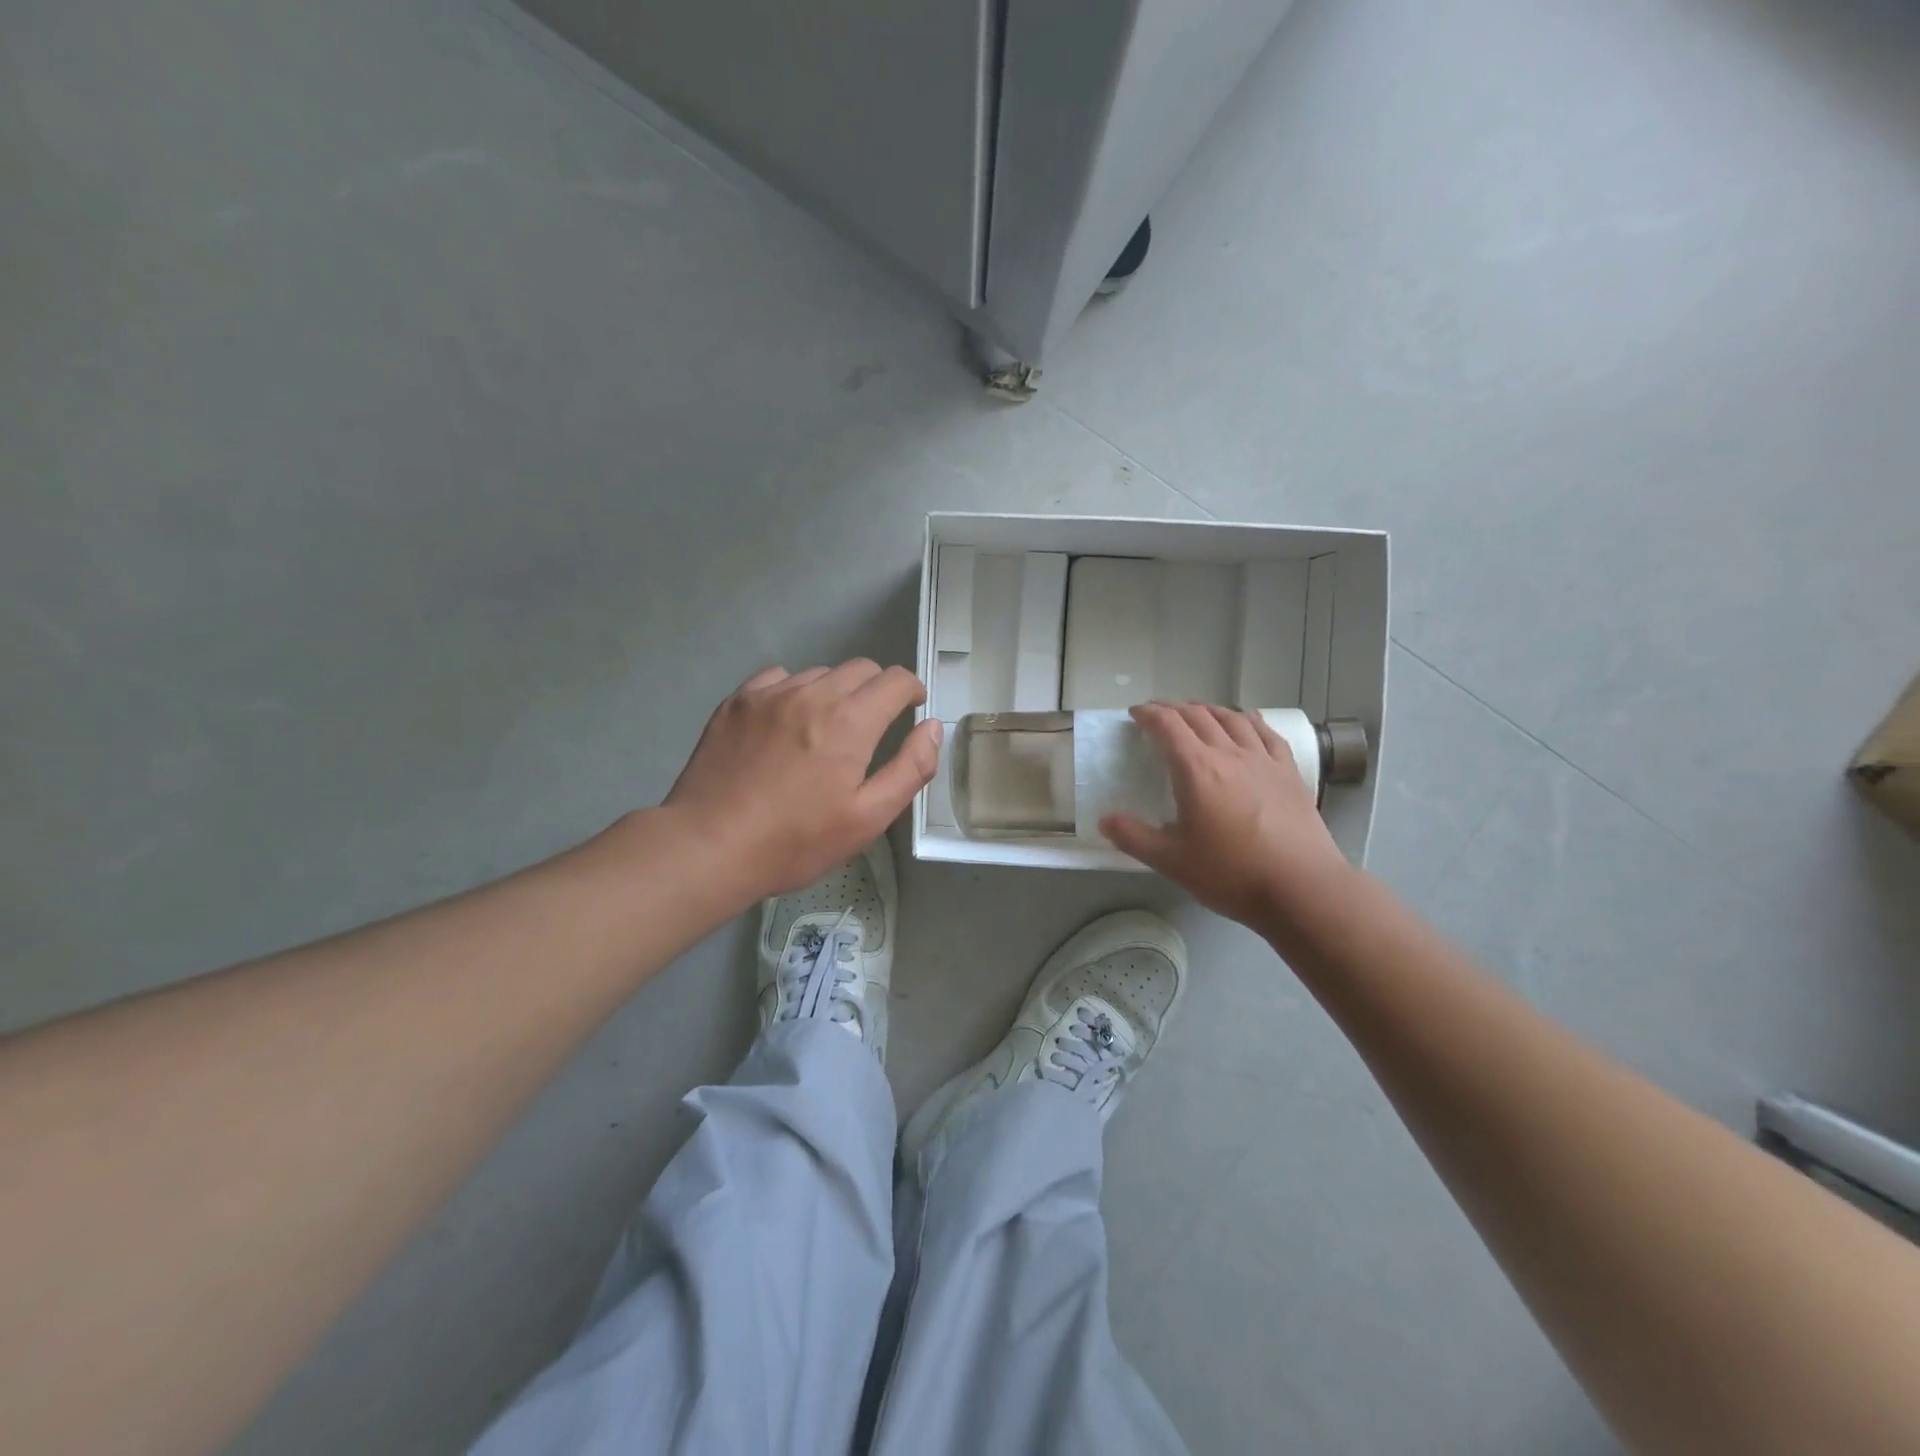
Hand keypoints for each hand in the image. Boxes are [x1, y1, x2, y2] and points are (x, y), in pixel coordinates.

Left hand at [662, 661, 940, 898]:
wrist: (709, 846)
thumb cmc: (796, 840)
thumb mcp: (868, 818)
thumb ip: (910, 768)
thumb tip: (932, 727)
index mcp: (850, 721)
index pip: (895, 679)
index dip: (911, 689)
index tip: (911, 707)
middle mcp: (812, 694)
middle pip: (860, 668)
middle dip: (877, 689)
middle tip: (873, 723)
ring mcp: (769, 694)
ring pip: (819, 673)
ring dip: (835, 691)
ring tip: (826, 728)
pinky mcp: (736, 702)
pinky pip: (778, 678)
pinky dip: (794, 691)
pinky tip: (787, 722)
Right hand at [1100, 703, 1350, 926]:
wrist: (1301, 887)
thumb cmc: (1230, 873)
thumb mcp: (1171, 861)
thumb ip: (1133, 838)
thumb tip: (1105, 820)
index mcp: (1196, 769)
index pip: (1168, 725)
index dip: (1148, 714)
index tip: (1135, 714)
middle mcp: (1229, 754)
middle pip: (1198, 716)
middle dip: (1174, 709)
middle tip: (1159, 714)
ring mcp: (1263, 760)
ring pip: (1232, 718)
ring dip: (1209, 710)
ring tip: (1198, 713)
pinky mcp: (1289, 773)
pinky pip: (1266, 733)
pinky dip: (1248, 720)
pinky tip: (1246, 722)